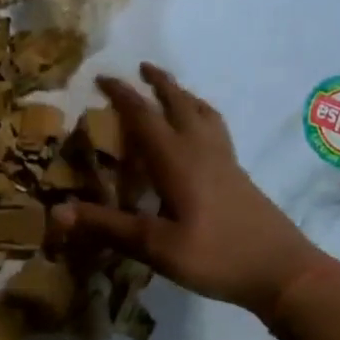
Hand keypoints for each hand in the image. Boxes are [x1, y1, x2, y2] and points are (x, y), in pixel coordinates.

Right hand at [53, 64, 333, 319]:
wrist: (283, 271)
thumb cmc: (217, 257)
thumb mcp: (156, 247)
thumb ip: (109, 226)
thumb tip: (57, 211)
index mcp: (178, 160)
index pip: (144, 116)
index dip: (122, 95)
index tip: (102, 78)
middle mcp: (202, 150)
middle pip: (180, 103)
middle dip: (159, 83)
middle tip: (142, 67)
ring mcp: (225, 161)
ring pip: (203, 113)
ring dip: (184, 95)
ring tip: (172, 91)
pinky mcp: (239, 175)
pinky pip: (216, 130)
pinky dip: (201, 116)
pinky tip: (200, 135)